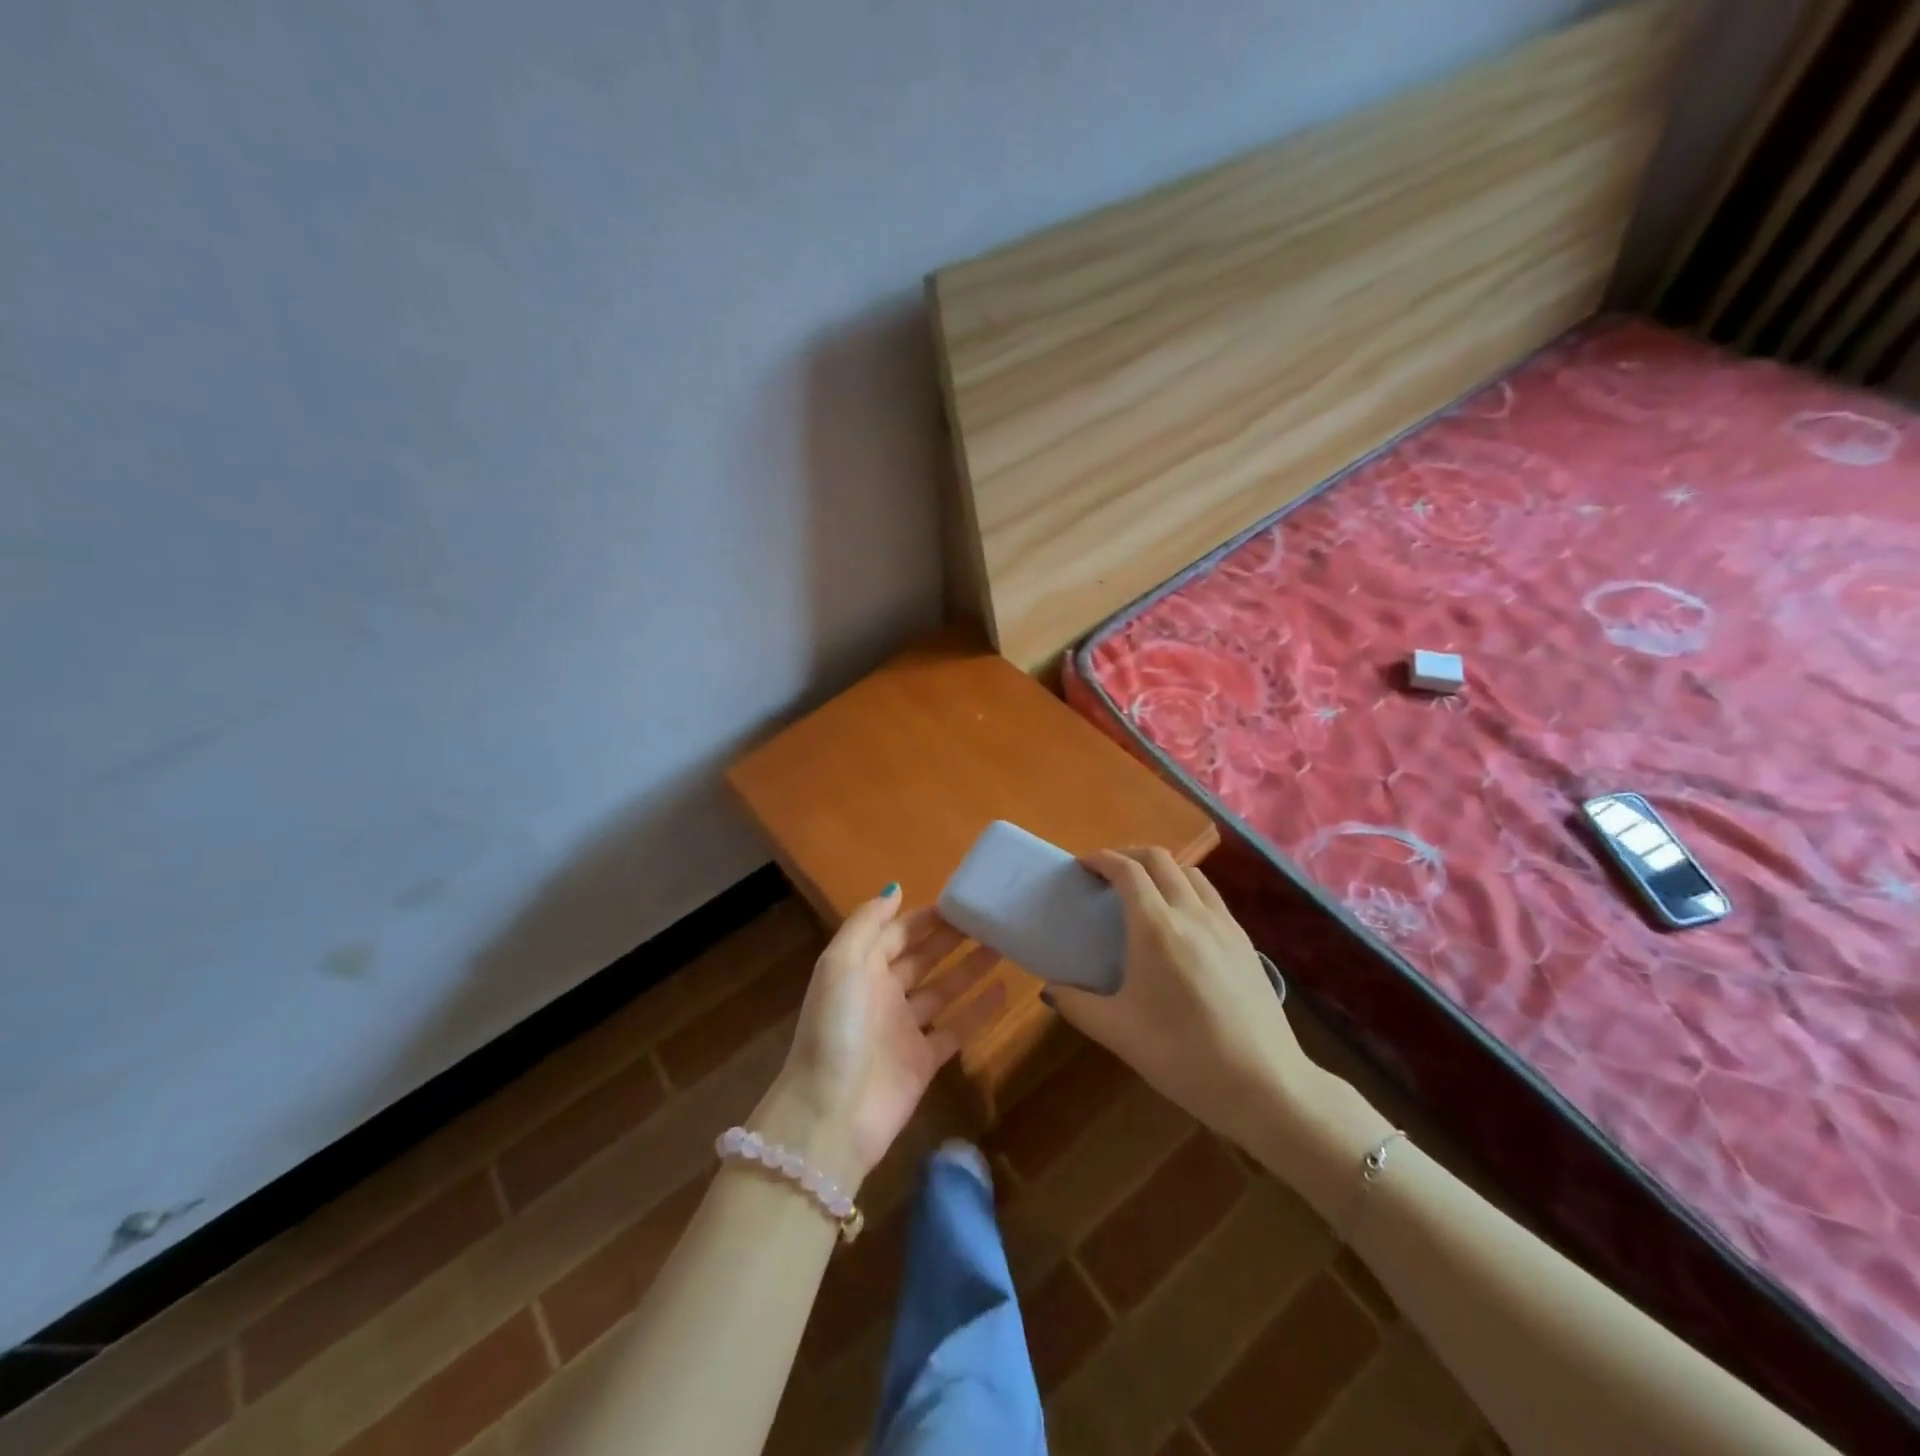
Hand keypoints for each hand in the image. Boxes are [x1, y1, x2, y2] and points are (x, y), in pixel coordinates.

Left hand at [758, 887, 1003, 1187]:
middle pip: (921, 958)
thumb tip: (895, 888)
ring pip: (942, 990)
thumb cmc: (836, 1028)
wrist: (832, 1114)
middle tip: (990, 918)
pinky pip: (956, 1029)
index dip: (925, 917)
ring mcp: (903, 1029)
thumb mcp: (841, 964)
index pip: (896, 933)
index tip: (961, 900)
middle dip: (951, 938)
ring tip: (1003, 945)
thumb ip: (867, 923)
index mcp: (860, 969)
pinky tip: (1004, 990)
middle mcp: (882, 994)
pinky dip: (979, 1011)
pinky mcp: (923, 1062)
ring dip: (969, 968)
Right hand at [1048, 848, 1326, 1149]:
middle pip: (1160, 859)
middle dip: (1129, 855)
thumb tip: (1050, 991)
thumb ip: (1077, 1005)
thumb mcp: (1118, 1034)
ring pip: (1190, 873)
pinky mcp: (1245, 941)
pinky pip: (1211, 896)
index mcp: (1156, 928)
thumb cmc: (1183, 1056)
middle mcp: (1192, 913)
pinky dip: (1187, 889)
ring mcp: (1224, 924)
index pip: (1127, 871)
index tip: (1082, 866)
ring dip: (1162, 869)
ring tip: (1144, 892)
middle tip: (1107, 875)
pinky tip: (1181, 922)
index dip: (1102, 859)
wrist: (1265, 1085)